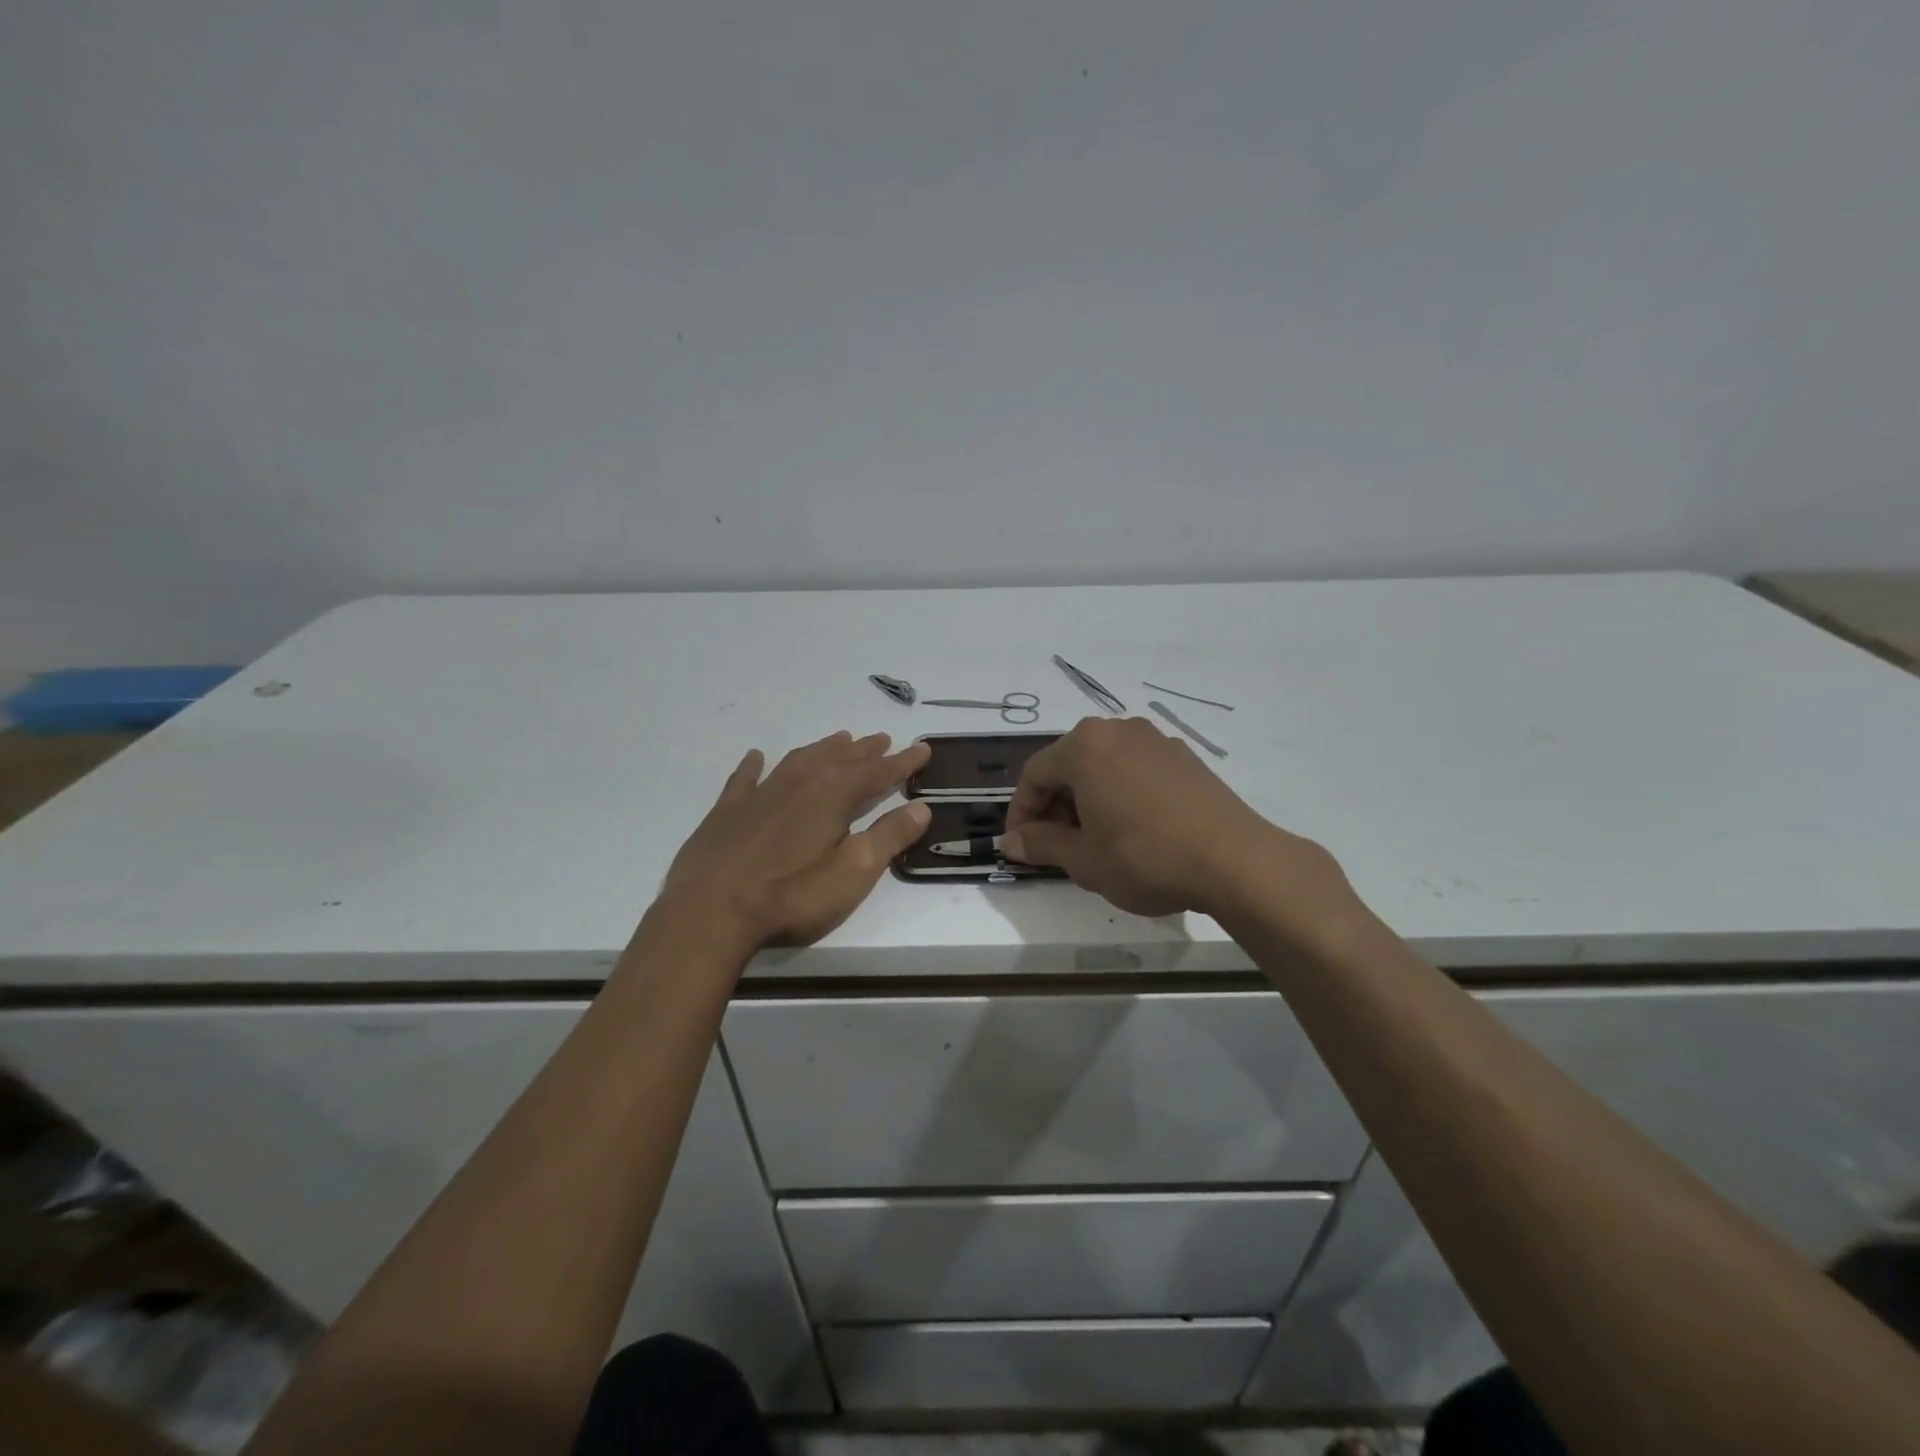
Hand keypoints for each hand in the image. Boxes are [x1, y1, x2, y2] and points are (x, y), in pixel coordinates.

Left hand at [659, 731, 931, 948]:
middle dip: (865, 751)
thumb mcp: (853, 873)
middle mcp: (798, 784)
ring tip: (839, 740)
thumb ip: (888, 838)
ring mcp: (759, 795)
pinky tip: (757, 756)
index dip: (902, 762)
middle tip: (883, 739)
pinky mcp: (726, 812)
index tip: (923, 748)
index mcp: (832, 797)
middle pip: (839, 760)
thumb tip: (922, 807)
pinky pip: (745, 778)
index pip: (877, 773)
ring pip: (798, 761)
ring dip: (822, 749)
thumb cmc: (791, 896)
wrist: (710, 912)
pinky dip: (754, 765)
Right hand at [1003, 717, 1352, 932]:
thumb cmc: (1145, 856)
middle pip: (1069, 765)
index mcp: (1085, 746)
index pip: (1035, 774)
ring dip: (1087, 801)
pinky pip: (1135, 771)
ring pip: (1103, 767)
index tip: (1021, 847)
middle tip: (1054, 847)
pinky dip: (1120, 795)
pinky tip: (1131, 830)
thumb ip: (1042, 845)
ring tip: (1093, 841)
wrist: (1234, 860)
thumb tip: (1011, 842)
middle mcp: (1118, 731)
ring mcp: (1156, 740)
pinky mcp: (1185, 757)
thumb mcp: (1083, 859)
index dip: (1021, 812)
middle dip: (1054, 806)